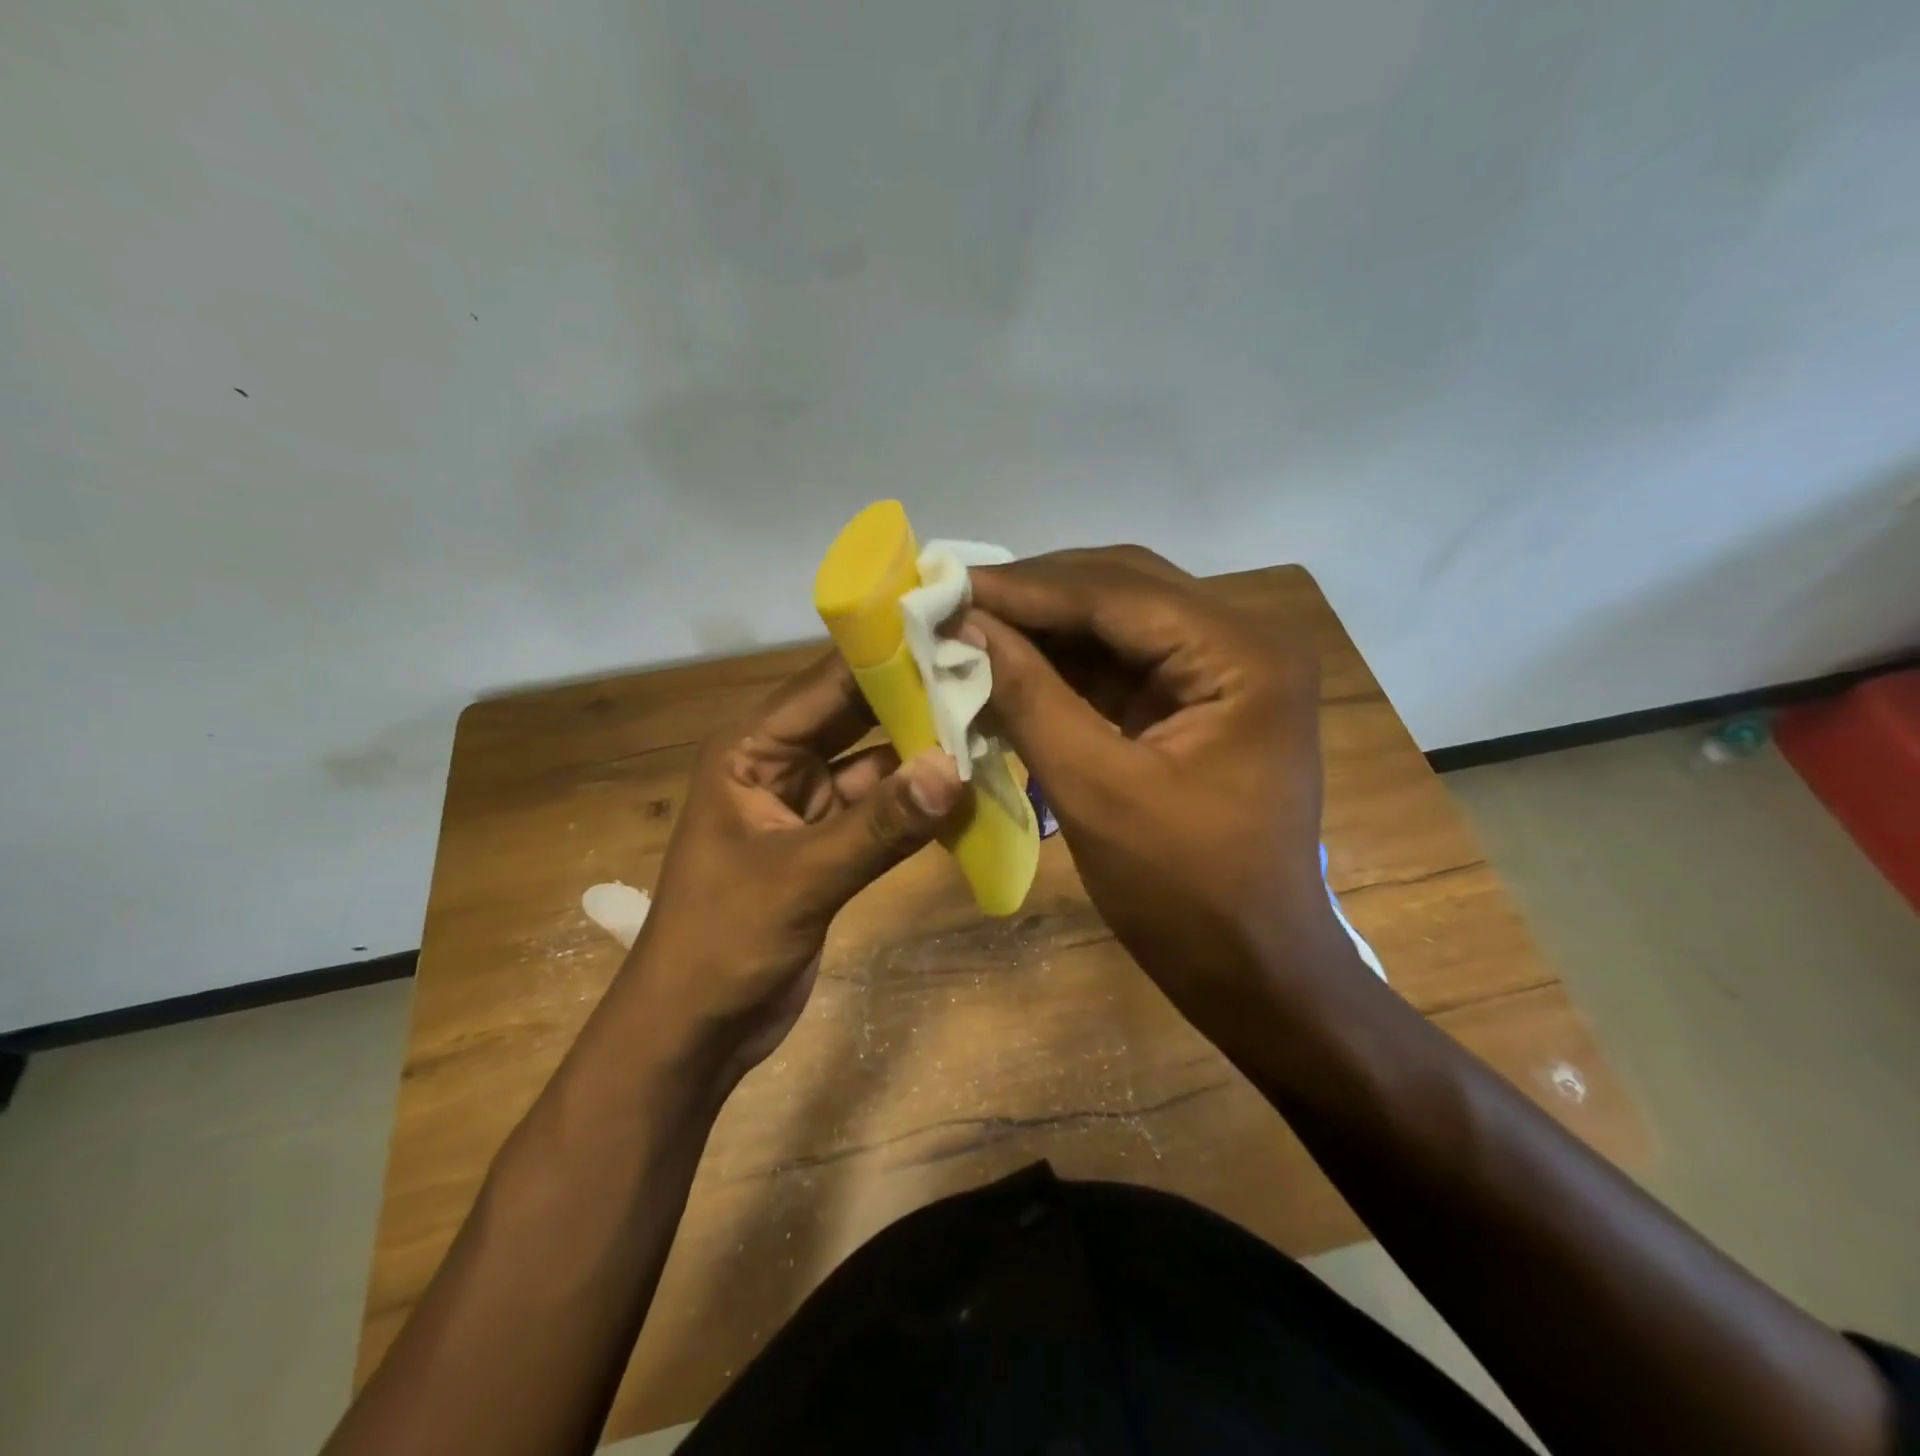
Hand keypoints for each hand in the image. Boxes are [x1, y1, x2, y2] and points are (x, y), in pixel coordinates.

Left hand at [624, 652, 963, 1082]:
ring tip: (994, 727)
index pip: (826, 685)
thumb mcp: (800, 879)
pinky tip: (969, 792)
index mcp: (751, 750)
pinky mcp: (830, 845)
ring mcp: (808, 805)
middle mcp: (780, 763)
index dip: (888, 657)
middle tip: (989, 675)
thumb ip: (879, 826)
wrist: (695, 1031)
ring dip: (925, 756)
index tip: (954, 633)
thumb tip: (956, 769)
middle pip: (856, 717)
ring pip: (876, 765)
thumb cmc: (722, 944)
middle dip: (916, 701)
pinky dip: (919, 805)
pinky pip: (883, 811)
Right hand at [965, 547, 1358, 1047]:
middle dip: (1035, 596)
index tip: (946, 586)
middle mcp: (1241, 644)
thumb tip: (968, 626)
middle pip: (1122, 590)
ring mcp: (1221, 674)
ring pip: (1116, 623)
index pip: (1118, 592)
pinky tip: (1008, 667)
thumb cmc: (1187, 895)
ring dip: (1044, 628)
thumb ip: (1031, 698)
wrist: (1254, 971)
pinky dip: (1062, 667)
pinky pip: (1119, 666)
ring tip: (969, 627)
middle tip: (953, 600)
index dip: (1026, 587)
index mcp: (1242, 657)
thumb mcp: (1098, 792)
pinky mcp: (1195, 705)